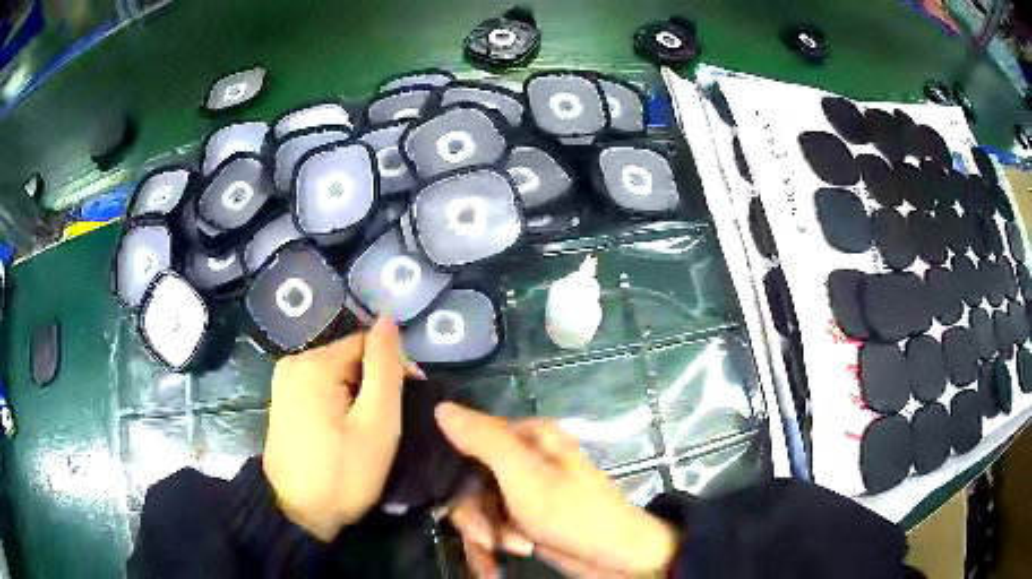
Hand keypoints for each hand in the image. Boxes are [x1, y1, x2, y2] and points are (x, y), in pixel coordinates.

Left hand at [263, 317, 416, 540]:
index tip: (408, 403)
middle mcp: (292, 363)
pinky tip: (342, 433)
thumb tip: (387, 319)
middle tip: (386, 426)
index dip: (393, 368)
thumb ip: (385, 368)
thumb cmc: (343, 473)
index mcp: (313, 363)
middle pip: (349, 359)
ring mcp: (282, 383)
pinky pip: (319, 390)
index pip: (366, 343)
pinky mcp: (280, 403)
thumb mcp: (376, 423)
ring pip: (335, 376)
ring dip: (356, 397)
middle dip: (373, 385)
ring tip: (366, 433)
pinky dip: (337, 405)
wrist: (298, 515)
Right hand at [436, 403, 677, 577]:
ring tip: (512, 550)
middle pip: (470, 483)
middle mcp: (524, 459)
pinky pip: (492, 527)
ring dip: (486, 536)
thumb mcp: (525, 474)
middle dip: (475, 517)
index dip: (455, 476)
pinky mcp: (525, 518)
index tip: (453, 504)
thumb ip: (483, 440)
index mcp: (527, 437)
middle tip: (487, 539)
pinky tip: (495, 566)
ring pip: (478, 510)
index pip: (467, 442)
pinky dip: (493, 546)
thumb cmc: (572, 513)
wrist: (616, 557)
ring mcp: (524, 491)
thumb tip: (441, 407)